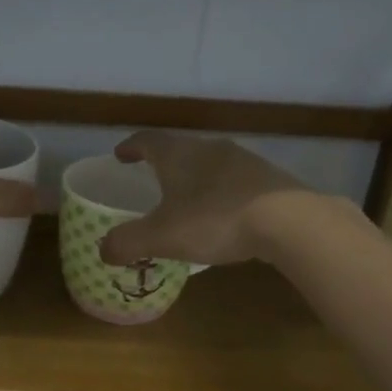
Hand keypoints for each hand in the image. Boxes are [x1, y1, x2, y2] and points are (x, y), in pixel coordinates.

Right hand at [100, 131, 310, 266]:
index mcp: (179, 155)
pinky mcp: (270, 179)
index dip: (131, 147)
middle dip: (164, 164)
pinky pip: (236, 182)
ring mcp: (244, 161)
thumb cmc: (214, 220)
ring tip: (188, 200)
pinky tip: (225, 215)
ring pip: (211, 164)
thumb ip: (127, 242)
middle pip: (181, 149)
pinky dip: (222, 194)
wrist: (289, 221)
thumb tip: (102, 250)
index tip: (121, 155)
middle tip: (153, 180)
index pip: (148, 140)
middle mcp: (210, 149)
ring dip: (196, 178)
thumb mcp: (161, 236)